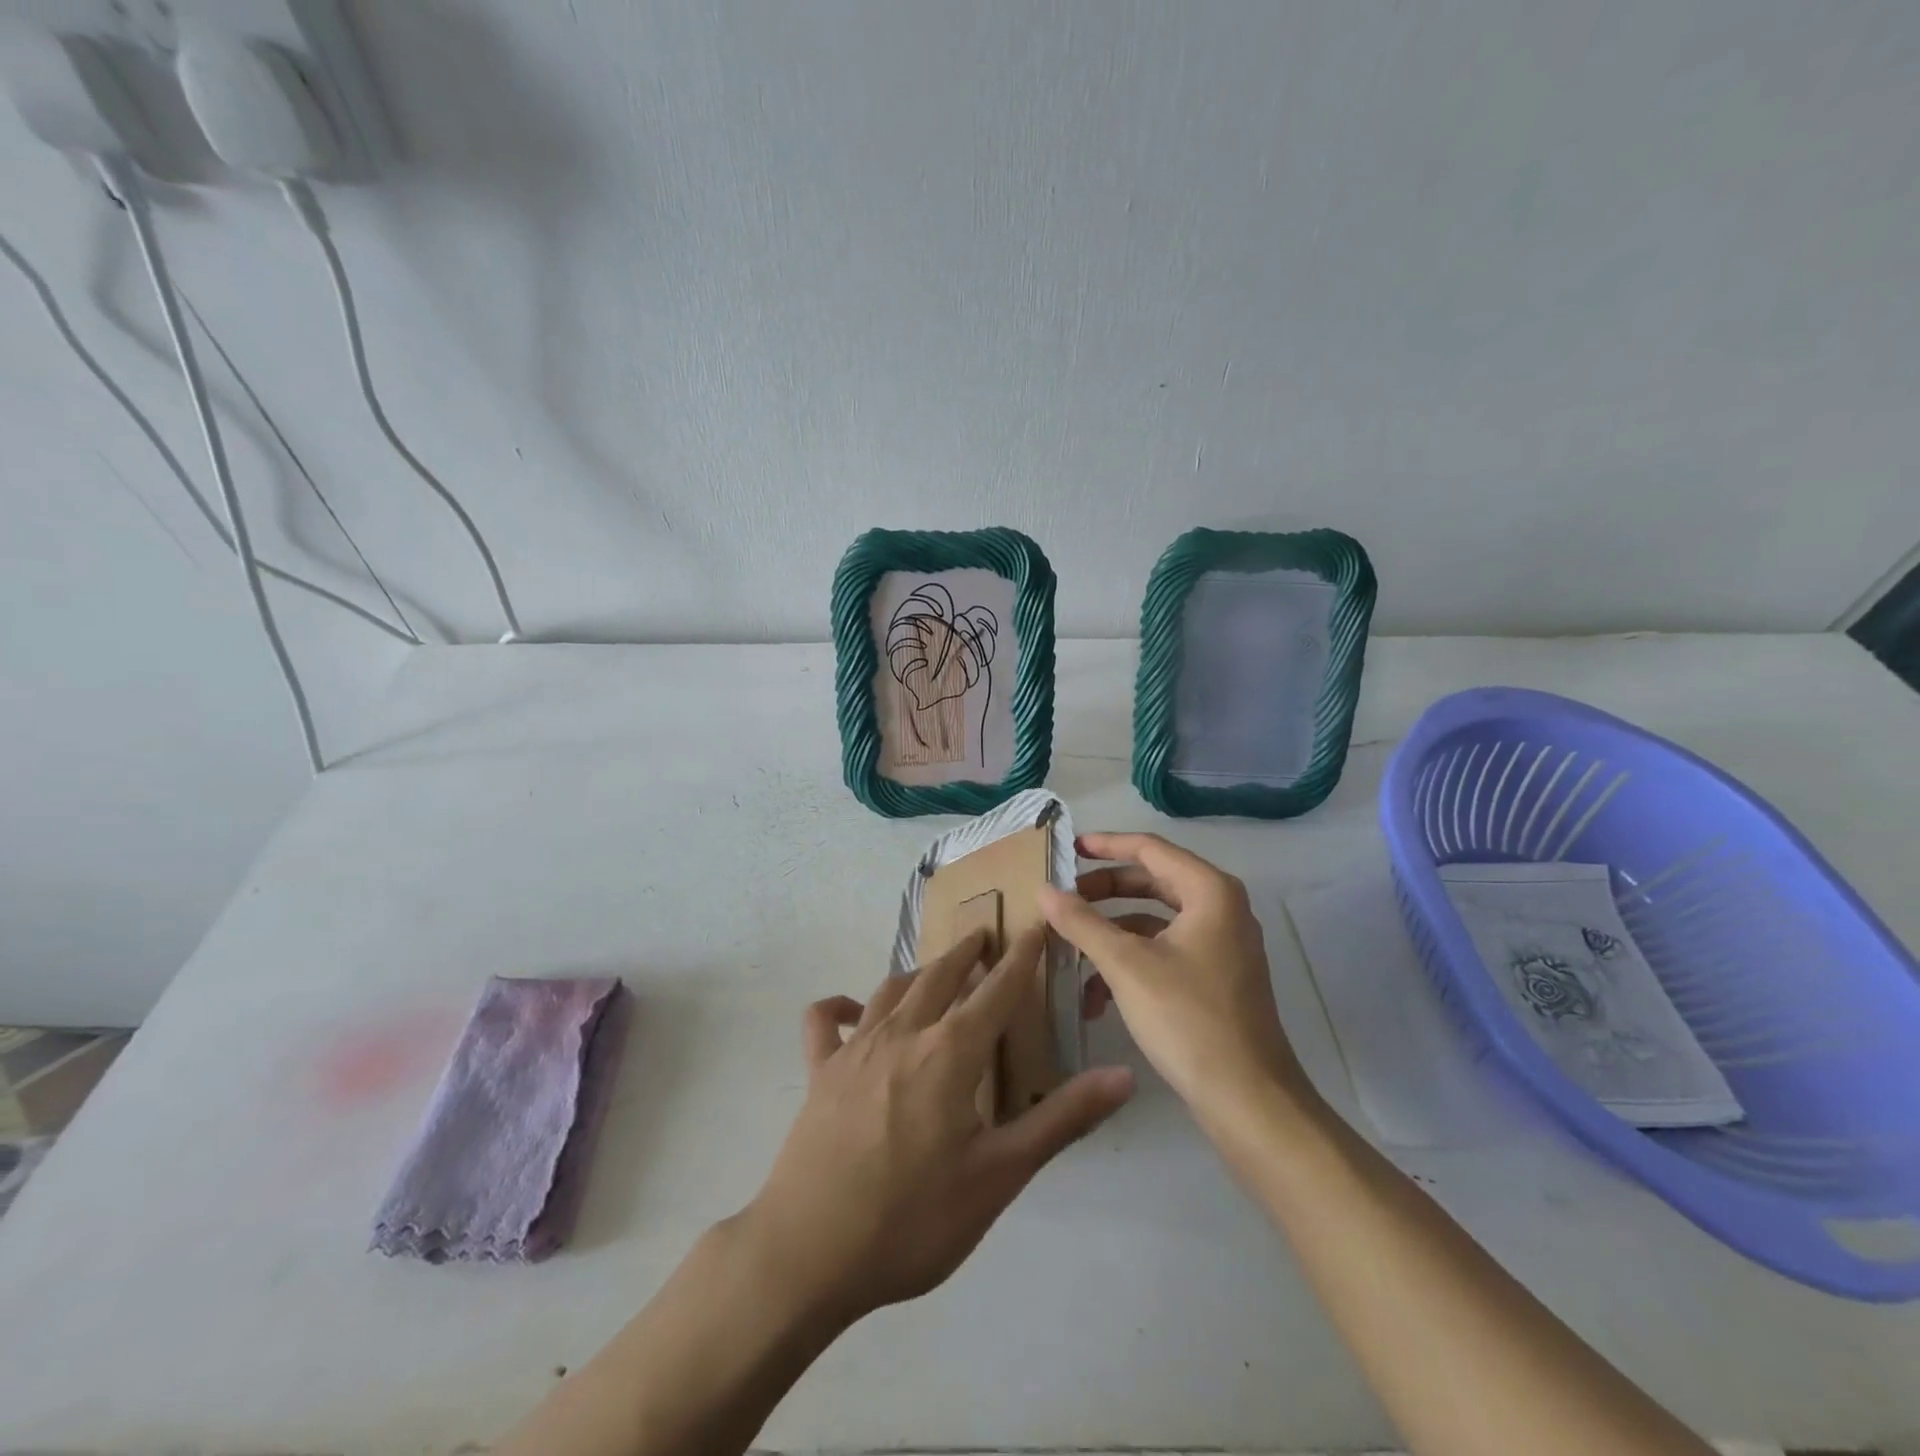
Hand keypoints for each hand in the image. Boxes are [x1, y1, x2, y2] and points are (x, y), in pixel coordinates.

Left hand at [734, 927, 1134, 1326]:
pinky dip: (838, 1006)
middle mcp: (902, 1034)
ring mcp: (853, 1049)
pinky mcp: (818, 1072)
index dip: (1022, 957)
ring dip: (918, 972)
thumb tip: (1122, 1075)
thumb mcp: (999, 1176)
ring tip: (935, 970)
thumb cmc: (913, 1219)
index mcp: (950, 1052)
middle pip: (940, 976)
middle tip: (984, 938)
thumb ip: (1061, 1119)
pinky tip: (850, 1010)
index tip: (1036, 926)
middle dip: (967, 952)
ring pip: (890, 990)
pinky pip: (823, 1022)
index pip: (997, 990)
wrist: (809, 1254)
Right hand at [1040, 832, 1316, 1120]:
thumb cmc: (1188, 1018)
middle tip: (1064, 898)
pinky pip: (1166, 951)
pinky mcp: (1217, 978)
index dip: (1105, 845)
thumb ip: (1082, 922)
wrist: (1248, 1100)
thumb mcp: (1125, 965)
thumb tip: (1044, 890)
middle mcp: (1221, 909)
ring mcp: (1222, 945)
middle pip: (1152, 882)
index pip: (1150, 848)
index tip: (1067, 847)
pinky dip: (1131, 962)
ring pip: (1155, 920)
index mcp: (1209, 891)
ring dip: (1112, 932)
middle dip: (1104, 891)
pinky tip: (1096, 997)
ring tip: (1070, 948)